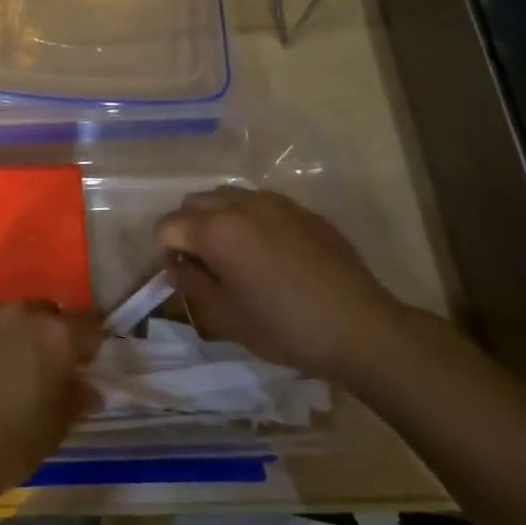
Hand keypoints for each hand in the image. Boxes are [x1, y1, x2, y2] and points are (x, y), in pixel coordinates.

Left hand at [0, 303, 100, 498]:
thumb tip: (89, 388)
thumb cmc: (5, 447)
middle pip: (41, 312)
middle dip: (44, 333)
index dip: (89, 339)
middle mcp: (16, 313)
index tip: (85, 356)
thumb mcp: (53, 431)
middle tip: (37, 365)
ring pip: (0, 317)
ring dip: (4, 335)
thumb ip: (75, 399)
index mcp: (53, 336)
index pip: (87, 322)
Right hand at [156, 187, 410, 379]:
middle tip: (203, 263)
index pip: (167, 226)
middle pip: (193, 203)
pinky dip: (249, 219)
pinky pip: (260, 203)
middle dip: (188, 228)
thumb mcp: (225, 316)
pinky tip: (269, 252)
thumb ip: (191, 284)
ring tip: (235, 253)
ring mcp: (274, 203)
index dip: (165, 251)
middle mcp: (240, 205)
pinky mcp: (302, 210)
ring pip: (227, 196)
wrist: (360, 328)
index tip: (181, 276)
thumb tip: (178, 266)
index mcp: (215, 230)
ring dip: (218, 218)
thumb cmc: (284, 327)